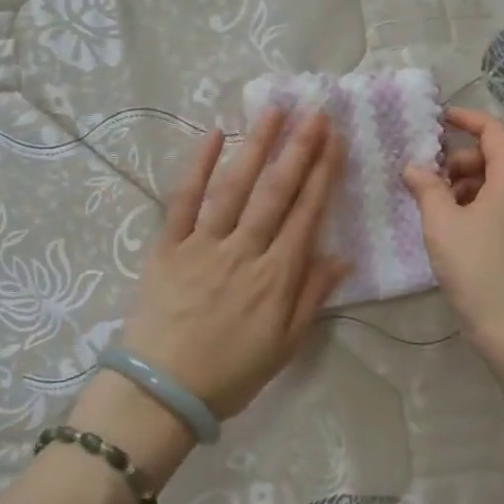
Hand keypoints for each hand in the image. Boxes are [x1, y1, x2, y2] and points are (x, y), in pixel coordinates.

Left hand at [118, 109, 348, 421]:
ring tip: (274, 111)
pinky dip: (198, 166)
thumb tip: (342, 257)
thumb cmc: (229, 374)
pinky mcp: (168, 246)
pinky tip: (212, 135)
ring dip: (256, 146)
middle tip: (314, 112)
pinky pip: (184, 200)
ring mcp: (204, 244)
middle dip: (298, 149)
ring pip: (235, 187)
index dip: (323, 173)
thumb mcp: (285, 346)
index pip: (306, 213)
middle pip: (276, 191)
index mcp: (277, 275)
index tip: (334, 139)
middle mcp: (245, 250)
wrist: (161, 392)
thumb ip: (312, 297)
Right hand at [403, 106, 503, 354]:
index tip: (439, 119)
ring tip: (437, 209)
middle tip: (427, 179)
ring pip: (501, 185)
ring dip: (468, 186)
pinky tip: (457, 229)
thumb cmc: (477, 270)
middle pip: (496, 158)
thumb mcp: (442, 224)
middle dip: (459, 162)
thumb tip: (415, 167)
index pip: (494, 131)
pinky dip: (482, 206)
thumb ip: (427, 187)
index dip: (466, 119)